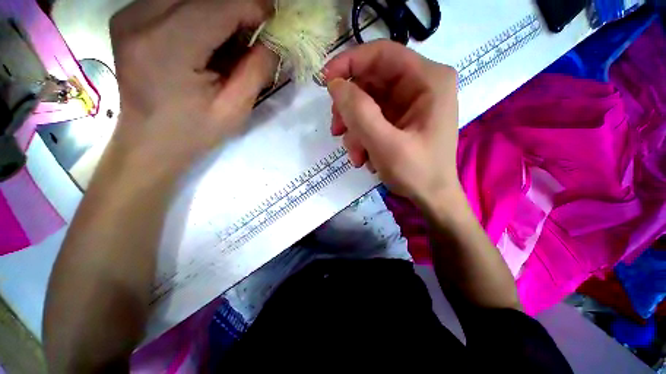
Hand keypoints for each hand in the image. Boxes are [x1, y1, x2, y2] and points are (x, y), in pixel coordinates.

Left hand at [109, 0, 276, 174]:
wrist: (149, 141)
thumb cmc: (193, 132)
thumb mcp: (234, 110)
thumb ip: (256, 72)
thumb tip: (271, 41)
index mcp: (167, 48)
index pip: (219, 5)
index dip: (252, 6)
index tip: (272, 20)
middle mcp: (140, 19)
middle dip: (236, 5)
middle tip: (254, 30)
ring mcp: (129, 15)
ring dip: (217, 8)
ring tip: (231, 38)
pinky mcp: (128, 17)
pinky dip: (198, 11)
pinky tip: (207, 36)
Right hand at [325, 40, 459, 205]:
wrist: (431, 197)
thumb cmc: (417, 173)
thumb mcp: (386, 145)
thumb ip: (360, 113)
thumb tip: (335, 85)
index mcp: (428, 80)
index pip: (382, 54)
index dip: (349, 63)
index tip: (325, 83)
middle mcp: (420, 86)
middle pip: (371, 81)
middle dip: (349, 108)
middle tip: (336, 130)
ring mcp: (409, 105)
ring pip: (367, 103)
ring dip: (354, 129)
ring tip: (356, 156)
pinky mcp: (400, 120)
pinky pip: (372, 119)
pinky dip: (362, 137)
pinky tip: (365, 157)